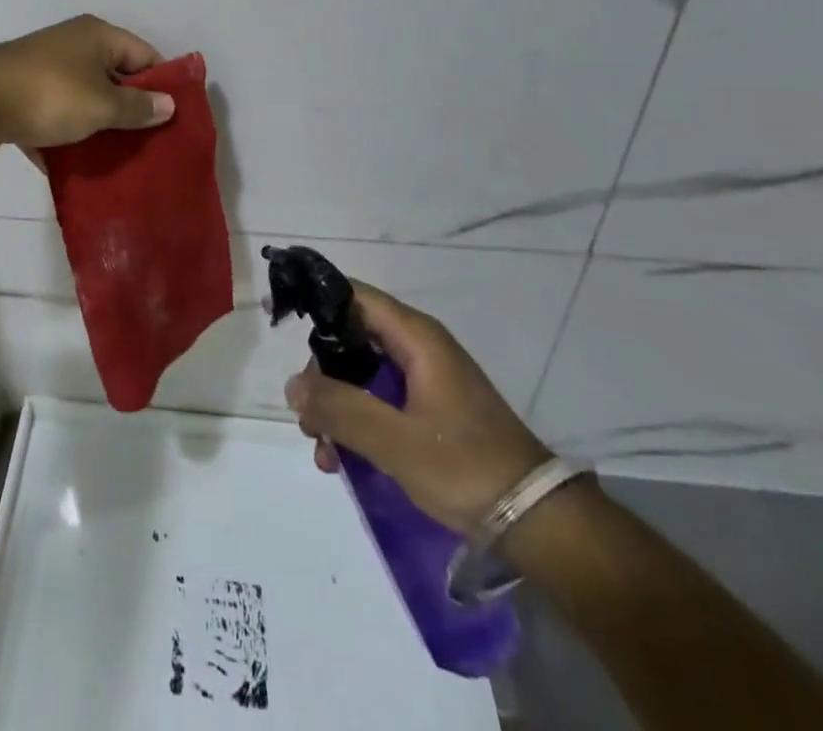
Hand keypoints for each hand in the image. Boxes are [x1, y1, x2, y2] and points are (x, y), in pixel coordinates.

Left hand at [0, 15, 174, 153]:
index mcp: (97, 36)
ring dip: (97, 128)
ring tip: (119, 161)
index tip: (174, 119)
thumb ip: (137, 108)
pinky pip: (55, 117)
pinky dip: (66, 138)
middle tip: (150, 145)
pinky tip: (78, 168)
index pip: (145, 55)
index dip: (162, 85)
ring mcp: (45, 70)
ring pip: (83, 101)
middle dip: (130, 112)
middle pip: (114, 79)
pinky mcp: (22, 96)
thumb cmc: (49, 96)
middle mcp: (72, 46)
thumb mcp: (102, 105)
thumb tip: (169, 105)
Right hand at [285, 283, 550, 532]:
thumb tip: (293, 385)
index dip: (315, 302)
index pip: (352, 295)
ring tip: (324, 453)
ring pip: (362, 375)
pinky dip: (357, 424)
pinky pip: (380, 402)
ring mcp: (426, 380)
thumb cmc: (467, 467)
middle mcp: (419, 348)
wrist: (541, 526)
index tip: (281, 323)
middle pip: (351, 339)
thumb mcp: (395, 441)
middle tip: (306, 417)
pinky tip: (344, 462)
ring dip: (336, 407)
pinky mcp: (431, 410)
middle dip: (321, 376)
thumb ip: (340, 408)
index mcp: (415, 337)